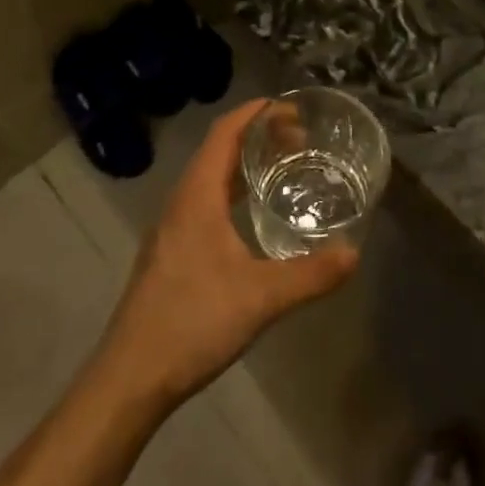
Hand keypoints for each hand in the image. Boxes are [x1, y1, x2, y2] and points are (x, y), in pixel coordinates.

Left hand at [95, 100, 357, 409]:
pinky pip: (205, 204)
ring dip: (244, 166)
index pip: (224, 133)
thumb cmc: (192, 322)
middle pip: (218, 151)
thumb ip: (310, 274)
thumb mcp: (261, 297)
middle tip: (300, 141)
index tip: (290, 107)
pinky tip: (253, 220)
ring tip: (283, 171)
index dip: (254, 112)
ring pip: (210, 180)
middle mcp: (181, 203)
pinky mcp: (170, 254)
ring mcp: (171, 229)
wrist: (130, 378)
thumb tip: (354, 253)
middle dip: (257, 137)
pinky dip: (233, 194)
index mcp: (197, 196)